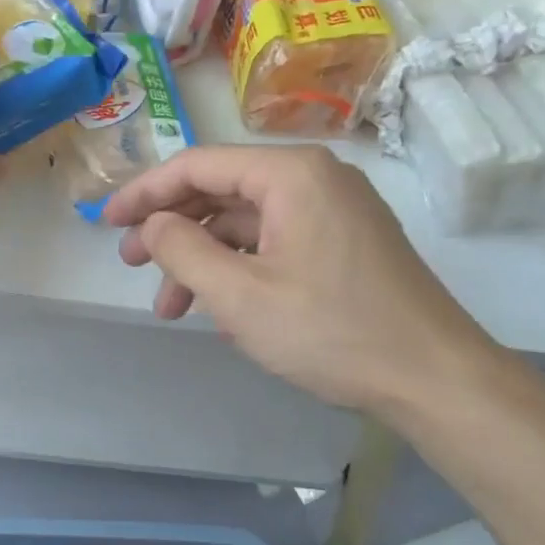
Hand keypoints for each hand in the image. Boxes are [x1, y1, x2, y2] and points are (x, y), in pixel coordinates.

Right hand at [102, 145, 500, 418]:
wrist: (436, 379)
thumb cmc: (332, 331)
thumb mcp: (240, 295)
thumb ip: (183, 250)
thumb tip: (152, 224)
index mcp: (290, 174)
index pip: (198, 165)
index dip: (145, 192)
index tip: (108, 222)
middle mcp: (314, 178)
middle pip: (221, 190)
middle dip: (171, 228)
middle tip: (132, 264)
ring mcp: (333, 211)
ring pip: (245, 222)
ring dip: (202, 259)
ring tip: (170, 307)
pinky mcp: (343, 242)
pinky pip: (274, 242)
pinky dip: (239, 269)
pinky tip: (220, 310)